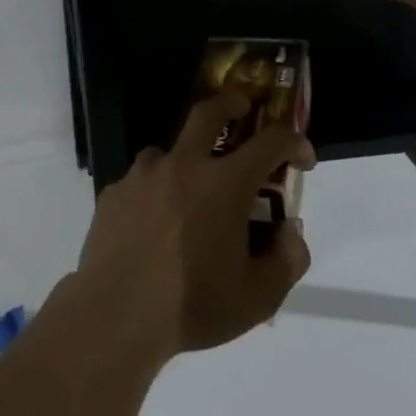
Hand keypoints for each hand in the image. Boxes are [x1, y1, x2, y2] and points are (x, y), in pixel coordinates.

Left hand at [76, 94, 313, 359]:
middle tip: (242, 108)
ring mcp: (141, 175)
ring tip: (190, 193)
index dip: (293, 142)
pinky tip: (154, 223)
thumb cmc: (193, 305)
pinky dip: (155, 190)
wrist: (116, 312)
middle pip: (208, 113)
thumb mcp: (258, 297)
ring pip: (167, 150)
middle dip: (231, 102)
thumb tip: (290, 232)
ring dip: (185, 159)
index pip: (270, 142)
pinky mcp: (114, 192)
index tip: (302, 157)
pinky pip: (141, 180)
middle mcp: (181, 166)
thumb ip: (287, 260)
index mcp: (223, 184)